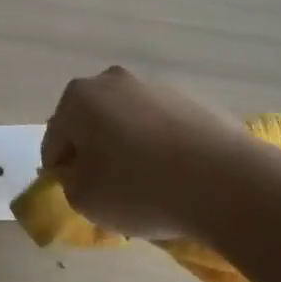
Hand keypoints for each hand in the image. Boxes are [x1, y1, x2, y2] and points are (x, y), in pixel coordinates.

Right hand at [41, 66, 251, 237]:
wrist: (225, 183)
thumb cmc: (139, 189)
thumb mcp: (84, 200)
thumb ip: (70, 183)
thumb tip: (81, 172)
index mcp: (78, 98)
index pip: (55, 140)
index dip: (61, 171)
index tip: (78, 195)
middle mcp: (113, 81)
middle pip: (91, 122)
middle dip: (94, 152)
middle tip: (109, 189)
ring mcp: (157, 86)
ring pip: (128, 121)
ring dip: (128, 146)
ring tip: (148, 186)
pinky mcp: (194, 99)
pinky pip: (163, 126)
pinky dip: (161, 146)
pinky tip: (176, 176)